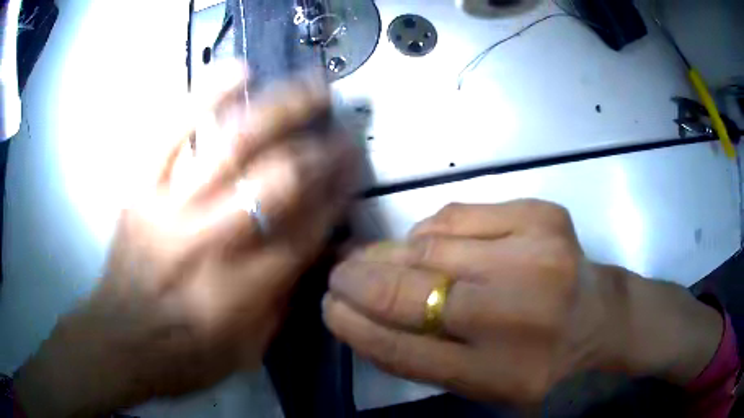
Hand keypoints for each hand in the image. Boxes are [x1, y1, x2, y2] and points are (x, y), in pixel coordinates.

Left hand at [16, 70, 357, 416]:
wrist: (118, 343)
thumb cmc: (184, 358)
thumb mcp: (247, 352)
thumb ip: (283, 302)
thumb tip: (315, 250)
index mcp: (242, 291)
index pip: (306, 230)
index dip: (337, 194)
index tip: (355, 168)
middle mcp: (210, 242)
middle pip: (278, 182)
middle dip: (322, 151)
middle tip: (345, 129)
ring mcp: (170, 207)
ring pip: (231, 145)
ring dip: (281, 109)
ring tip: (312, 85)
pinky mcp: (141, 189)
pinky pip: (172, 132)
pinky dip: (205, 96)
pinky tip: (238, 72)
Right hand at [323, 201, 722, 402]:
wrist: (600, 315)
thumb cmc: (539, 359)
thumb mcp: (481, 384)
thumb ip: (421, 358)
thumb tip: (359, 314)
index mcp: (502, 374)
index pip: (405, 350)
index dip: (355, 327)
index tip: (328, 307)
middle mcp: (519, 315)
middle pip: (412, 293)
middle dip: (359, 280)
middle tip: (335, 272)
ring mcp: (536, 256)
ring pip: (429, 246)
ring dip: (390, 253)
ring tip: (373, 258)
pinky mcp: (541, 215)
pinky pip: (457, 216)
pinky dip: (430, 231)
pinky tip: (429, 244)